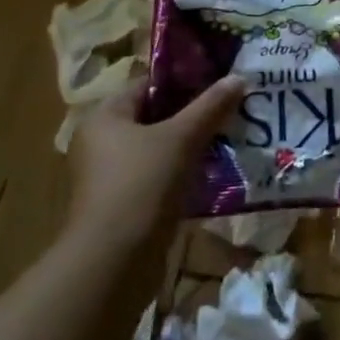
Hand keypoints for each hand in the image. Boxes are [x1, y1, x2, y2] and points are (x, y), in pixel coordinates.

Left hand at [65, 74, 244, 250]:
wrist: (113, 263)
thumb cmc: (141, 185)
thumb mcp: (181, 138)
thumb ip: (210, 106)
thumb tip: (239, 77)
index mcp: (105, 117)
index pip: (148, 85)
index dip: (184, 80)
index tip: (220, 81)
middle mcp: (101, 142)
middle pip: (155, 117)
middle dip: (193, 115)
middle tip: (231, 108)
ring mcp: (110, 177)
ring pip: (159, 149)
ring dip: (191, 146)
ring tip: (230, 138)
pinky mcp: (123, 205)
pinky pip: (159, 177)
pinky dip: (183, 173)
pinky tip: (215, 173)